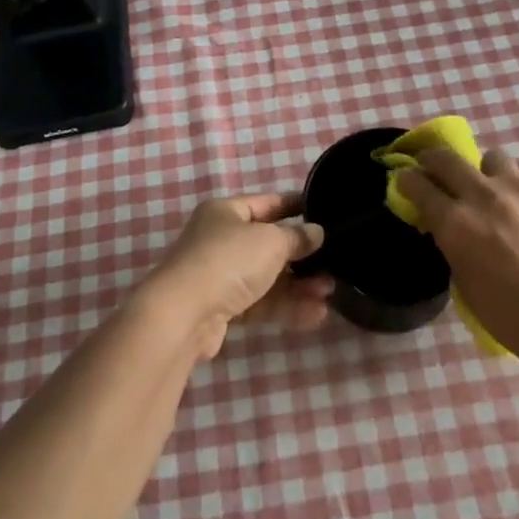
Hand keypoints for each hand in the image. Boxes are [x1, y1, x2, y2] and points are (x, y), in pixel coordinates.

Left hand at [140, 194, 334, 358]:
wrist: (184, 314)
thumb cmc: (229, 261)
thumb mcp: (271, 241)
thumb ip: (298, 236)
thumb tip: (317, 232)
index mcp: (226, 212)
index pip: (269, 203)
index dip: (298, 207)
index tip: (327, 213)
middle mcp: (221, 239)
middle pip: (270, 244)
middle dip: (304, 257)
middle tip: (334, 265)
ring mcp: (220, 275)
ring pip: (268, 277)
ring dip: (299, 285)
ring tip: (329, 293)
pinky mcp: (223, 308)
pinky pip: (261, 303)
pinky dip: (286, 307)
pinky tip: (315, 315)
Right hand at [395, 148, 518, 367]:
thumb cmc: (511, 315)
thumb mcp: (464, 283)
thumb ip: (453, 245)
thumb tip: (448, 228)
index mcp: (455, 223)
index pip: (418, 186)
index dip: (406, 180)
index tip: (405, 180)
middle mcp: (482, 196)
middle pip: (446, 159)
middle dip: (432, 160)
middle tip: (432, 168)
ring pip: (491, 157)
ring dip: (482, 170)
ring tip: (490, 187)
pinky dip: (516, 179)